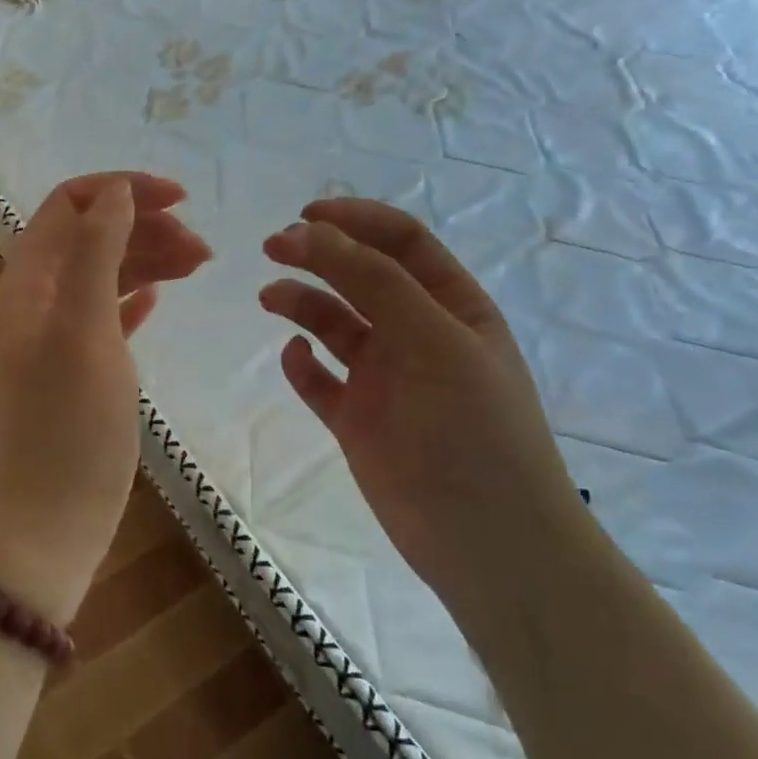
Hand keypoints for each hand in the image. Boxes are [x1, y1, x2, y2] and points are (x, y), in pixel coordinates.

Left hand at [0, 173, 209, 620]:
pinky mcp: (81, 365)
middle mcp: (39, 297)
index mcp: (29, 278)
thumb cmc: (69, 418)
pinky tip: (164, 297)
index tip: (180, 200)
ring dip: (151, 258)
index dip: (122, 189)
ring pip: (107, 271)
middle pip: (93, 234)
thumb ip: (97, 252)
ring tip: (201, 264)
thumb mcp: (84, 326)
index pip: (70, 203)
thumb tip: (117, 191)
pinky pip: (111, 311)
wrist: (50, 512)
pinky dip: (138, 295)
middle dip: (147, 226)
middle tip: (203, 249)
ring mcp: (59, 333)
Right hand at [260, 199, 581, 591]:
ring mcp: (385, 379)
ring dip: (302, 303)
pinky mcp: (357, 420)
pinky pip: (320, 380)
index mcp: (452, 307)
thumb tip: (311, 232)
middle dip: (320, 255)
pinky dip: (302, 364)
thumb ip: (375, 282)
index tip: (307, 215)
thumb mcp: (435, 342)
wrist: (488, 543)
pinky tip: (294, 357)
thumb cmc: (475, 430)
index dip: (356, 221)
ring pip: (335, 325)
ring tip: (270, 297)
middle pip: (361, 277)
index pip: (402, 243)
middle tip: (274, 246)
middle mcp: (417, 335)